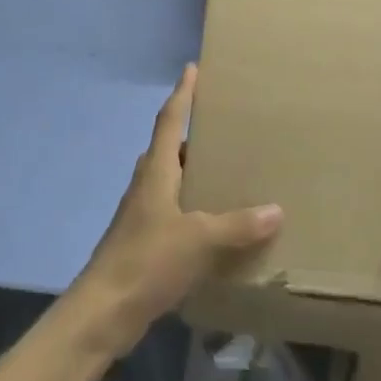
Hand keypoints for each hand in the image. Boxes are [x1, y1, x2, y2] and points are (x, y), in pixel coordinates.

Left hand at [75, 64, 281, 350]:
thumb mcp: (199, 239)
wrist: (104, 311)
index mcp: (156, 172)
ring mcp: (142, 214)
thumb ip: (238, 224)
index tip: (192, 69)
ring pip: (170, 180)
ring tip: (226, 171)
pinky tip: (215, 223)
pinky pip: (174, 211)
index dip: (182, 94)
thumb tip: (276, 209)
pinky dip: (194, 206)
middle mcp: (147, 186)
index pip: (170, 121)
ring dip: (193, 171)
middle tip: (224, 126)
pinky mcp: (144, 241)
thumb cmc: (147, 261)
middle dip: (192, 133)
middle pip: (168, 148)